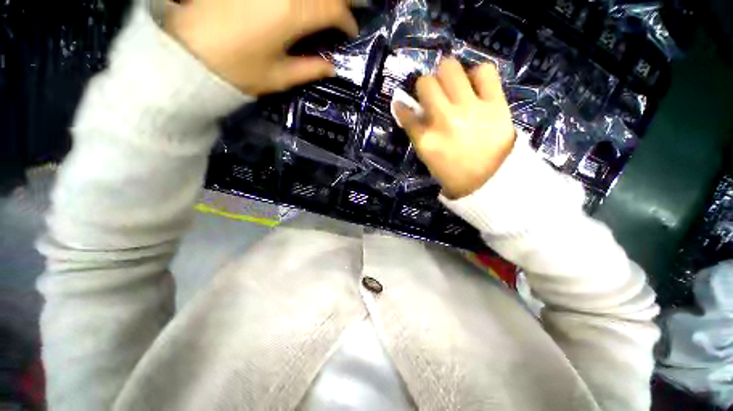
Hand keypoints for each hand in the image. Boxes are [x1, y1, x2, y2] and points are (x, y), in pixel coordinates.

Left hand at [164, 0, 358, 95]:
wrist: (186, 56)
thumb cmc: (237, 71)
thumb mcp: (279, 77)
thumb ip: (310, 69)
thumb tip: (332, 67)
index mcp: (293, 13)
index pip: (333, 10)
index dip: (347, 21)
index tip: (351, 32)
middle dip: (339, 0)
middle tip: (348, 8)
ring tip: (322, 9)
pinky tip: (299, 6)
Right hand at [394, 59, 515, 198]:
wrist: (492, 182)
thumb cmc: (455, 175)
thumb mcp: (429, 158)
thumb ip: (419, 135)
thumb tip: (412, 113)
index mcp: (426, 140)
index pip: (406, 114)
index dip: (401, 106)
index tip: (402, 103)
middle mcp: (444, 120)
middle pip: (426, 84)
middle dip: (425, 86)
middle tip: (432, 93)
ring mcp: (470, 109)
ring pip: (450, 68)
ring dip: (446, 74)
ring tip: (452, 84)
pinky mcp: (494, 104)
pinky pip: (484, 71)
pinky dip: (477, 75)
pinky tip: (475, 86)